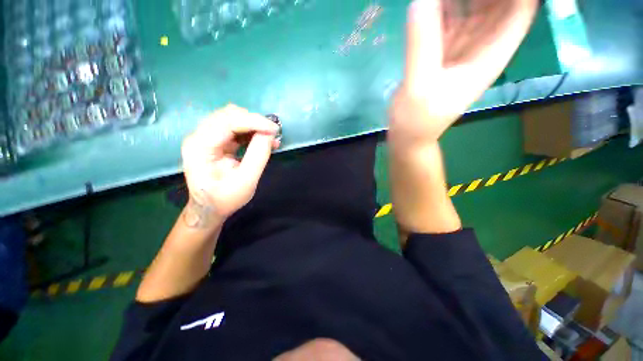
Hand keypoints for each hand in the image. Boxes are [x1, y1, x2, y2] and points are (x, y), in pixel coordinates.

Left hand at [181, 105, 279, 221]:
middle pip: (228, 115)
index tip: (275, 129)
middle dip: (254, 121)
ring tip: (271, 138)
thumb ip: (258, 156)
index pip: (227, 122)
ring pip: (232, 118)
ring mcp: (206, 137)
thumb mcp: (246, 181)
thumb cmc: (225, 199)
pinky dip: (251, 131)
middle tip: (274, 133)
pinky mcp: (215, 140)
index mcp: (200, 147)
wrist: (209, 207)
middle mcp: (199, 136)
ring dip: (254, 125)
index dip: (253, 122)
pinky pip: (235, 127)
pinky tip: (263, 139)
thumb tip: (269, 134)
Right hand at [389, 0, 537, 144]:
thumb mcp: (419, 87)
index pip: (520, 9)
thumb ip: (422, 46)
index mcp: (491, 54)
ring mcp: (462, 46)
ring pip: (475, 5)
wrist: (409, 133)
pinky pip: (449, 17)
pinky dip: (442, 4)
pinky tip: (430, 2)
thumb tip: (421, 0)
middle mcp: (482, 45)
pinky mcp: (443, 49)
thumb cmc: (418, 119)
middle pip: (498, 3)